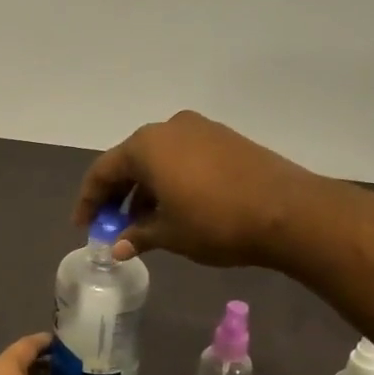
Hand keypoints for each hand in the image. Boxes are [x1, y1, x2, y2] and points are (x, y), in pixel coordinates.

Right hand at [74, 110, 318, 266]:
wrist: (290, 212)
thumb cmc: (216, 222)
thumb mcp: (169, 234)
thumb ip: (137, 235)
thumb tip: (118, 246)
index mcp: (146, 145)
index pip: (103, 171)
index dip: (89, 201)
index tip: (84, 226)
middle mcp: (169, 128)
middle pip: (130, 161)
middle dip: (118, 195)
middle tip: (112, 225)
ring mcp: (201, 130)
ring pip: (159, 159)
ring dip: (145, 189)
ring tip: (144, 223)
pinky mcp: (226, 139)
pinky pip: (184, 158)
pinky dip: (171, 181)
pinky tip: (175, 208)